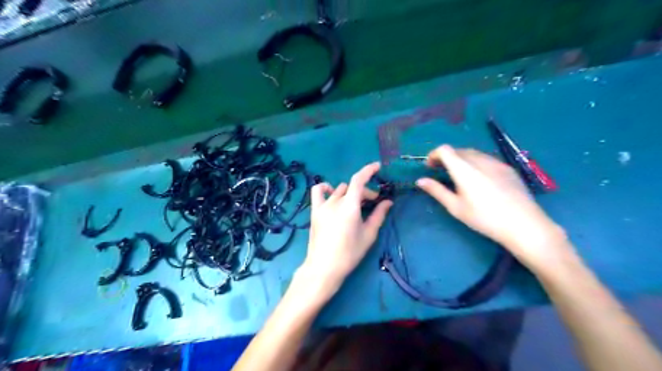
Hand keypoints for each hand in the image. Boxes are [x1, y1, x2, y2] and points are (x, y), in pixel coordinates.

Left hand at [294, 162, 391, 301]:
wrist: (324, 267)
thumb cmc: (349, 253)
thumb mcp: (368, 234)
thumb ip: (378, 215)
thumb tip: (388, 202)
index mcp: (350, 206)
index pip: (359, 179)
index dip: (368, 170)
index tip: (377, 167)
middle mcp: (335, 201)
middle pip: (352, 187)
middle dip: (365, 192)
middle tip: (373, 203)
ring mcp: (323, 205)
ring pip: (339, 190)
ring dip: (350, 193)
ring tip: (355, 205)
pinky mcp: (315, 211)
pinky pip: (318, 192)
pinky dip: (326, 188)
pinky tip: (332, 194)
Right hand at [415, 144, 571, 271]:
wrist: (523, 224)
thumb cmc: (484, 218)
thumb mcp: (456, 207)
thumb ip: (437, 191)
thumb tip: (420, 181)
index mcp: (464, 169)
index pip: (445, 150)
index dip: (434, 154)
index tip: (430, 166)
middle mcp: (480, 160)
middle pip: (458, 150)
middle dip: (446, 158)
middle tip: (441, 172)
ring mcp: (496, 162)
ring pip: (473, 153)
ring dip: (461, 159)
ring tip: (459, 175)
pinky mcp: (508, 168)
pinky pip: (487, 159)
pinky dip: (476, 163)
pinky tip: (480, 179)